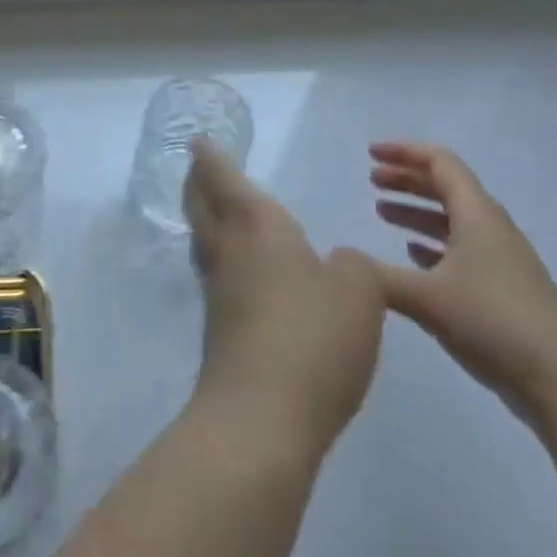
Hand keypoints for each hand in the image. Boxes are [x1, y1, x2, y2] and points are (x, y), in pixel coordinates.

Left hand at [184, 142, 385, 463]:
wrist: (262, 418)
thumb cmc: (312, 336)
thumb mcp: (359, 291)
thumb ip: (352, 266)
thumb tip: (334, 265)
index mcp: (255, 224)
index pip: (222, 176)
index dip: (210, 155)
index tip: (198, 139)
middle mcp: (228, 250)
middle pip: (201, 204)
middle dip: (198, 182)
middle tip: (201, 167)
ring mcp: (218, 292)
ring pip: (205, 240)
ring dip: (207, 219)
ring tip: (221, 211)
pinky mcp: (220, 330)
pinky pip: (218, 276)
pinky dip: (225, 259)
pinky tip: (246, 272)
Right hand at [369, 142, 556, 419]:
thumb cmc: (494, 323)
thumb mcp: (427, 298)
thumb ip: (378, 277)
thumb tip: (340, 261)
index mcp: (477, 215)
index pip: (440, 163)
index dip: (404, 152)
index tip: (370, 154)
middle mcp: (490, 228)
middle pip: (446, 187)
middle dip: (407, 178)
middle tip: (371, 180)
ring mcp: (500, 260)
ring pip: (452, 219)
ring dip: (417, 211)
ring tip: (382, 213)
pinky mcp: (503, 290)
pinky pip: (460, 249)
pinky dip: (432, 243)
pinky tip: (413, 255)